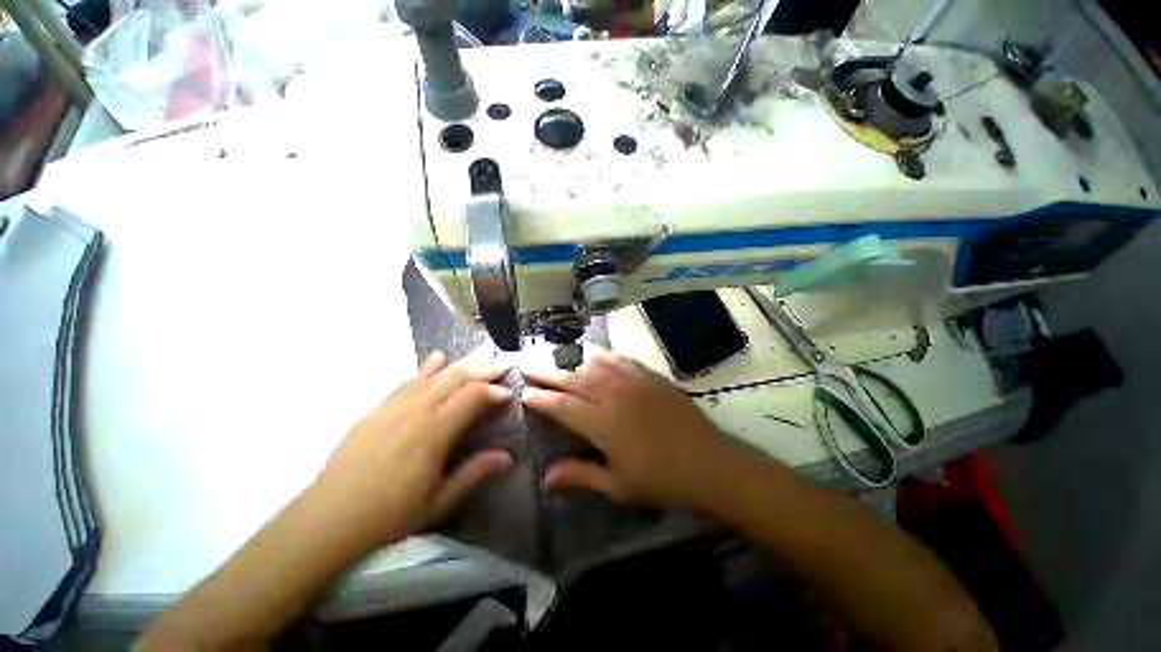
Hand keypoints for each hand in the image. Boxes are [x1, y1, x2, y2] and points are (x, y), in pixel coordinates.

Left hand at [307, 352, 513, 547]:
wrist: (327, 518)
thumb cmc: (388, 515)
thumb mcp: (438, 501)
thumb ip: (473, 473)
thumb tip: (506, 456)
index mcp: (434, 433)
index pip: (472, 397)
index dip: (494, 391)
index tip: (509, 394)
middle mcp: (416, 411)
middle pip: (455, 378)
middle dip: (483, 369)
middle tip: (502, 365)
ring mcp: (394, 407)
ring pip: (433, 375)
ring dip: (460, 365)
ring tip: (479, 359)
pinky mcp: (377, 409)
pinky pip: (407, 381)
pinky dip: (426, 368)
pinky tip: (436, 360)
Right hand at [523, 346, 735, 508]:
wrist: (708, 462)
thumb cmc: (661, 480)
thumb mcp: (618, 486)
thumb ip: (580, 476)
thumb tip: (545, 479)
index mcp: (603, 424)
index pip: (562, 406)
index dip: (541, 398)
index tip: (524, 392)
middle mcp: (614, 395)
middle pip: (573, 378)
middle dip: (548, 372)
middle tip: (529, 365)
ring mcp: (633, 381)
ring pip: (593, 363)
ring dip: (571, 359)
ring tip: (553, 356)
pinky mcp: (649, 375)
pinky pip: (619, 358)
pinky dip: (600, 354)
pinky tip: (591, 351)